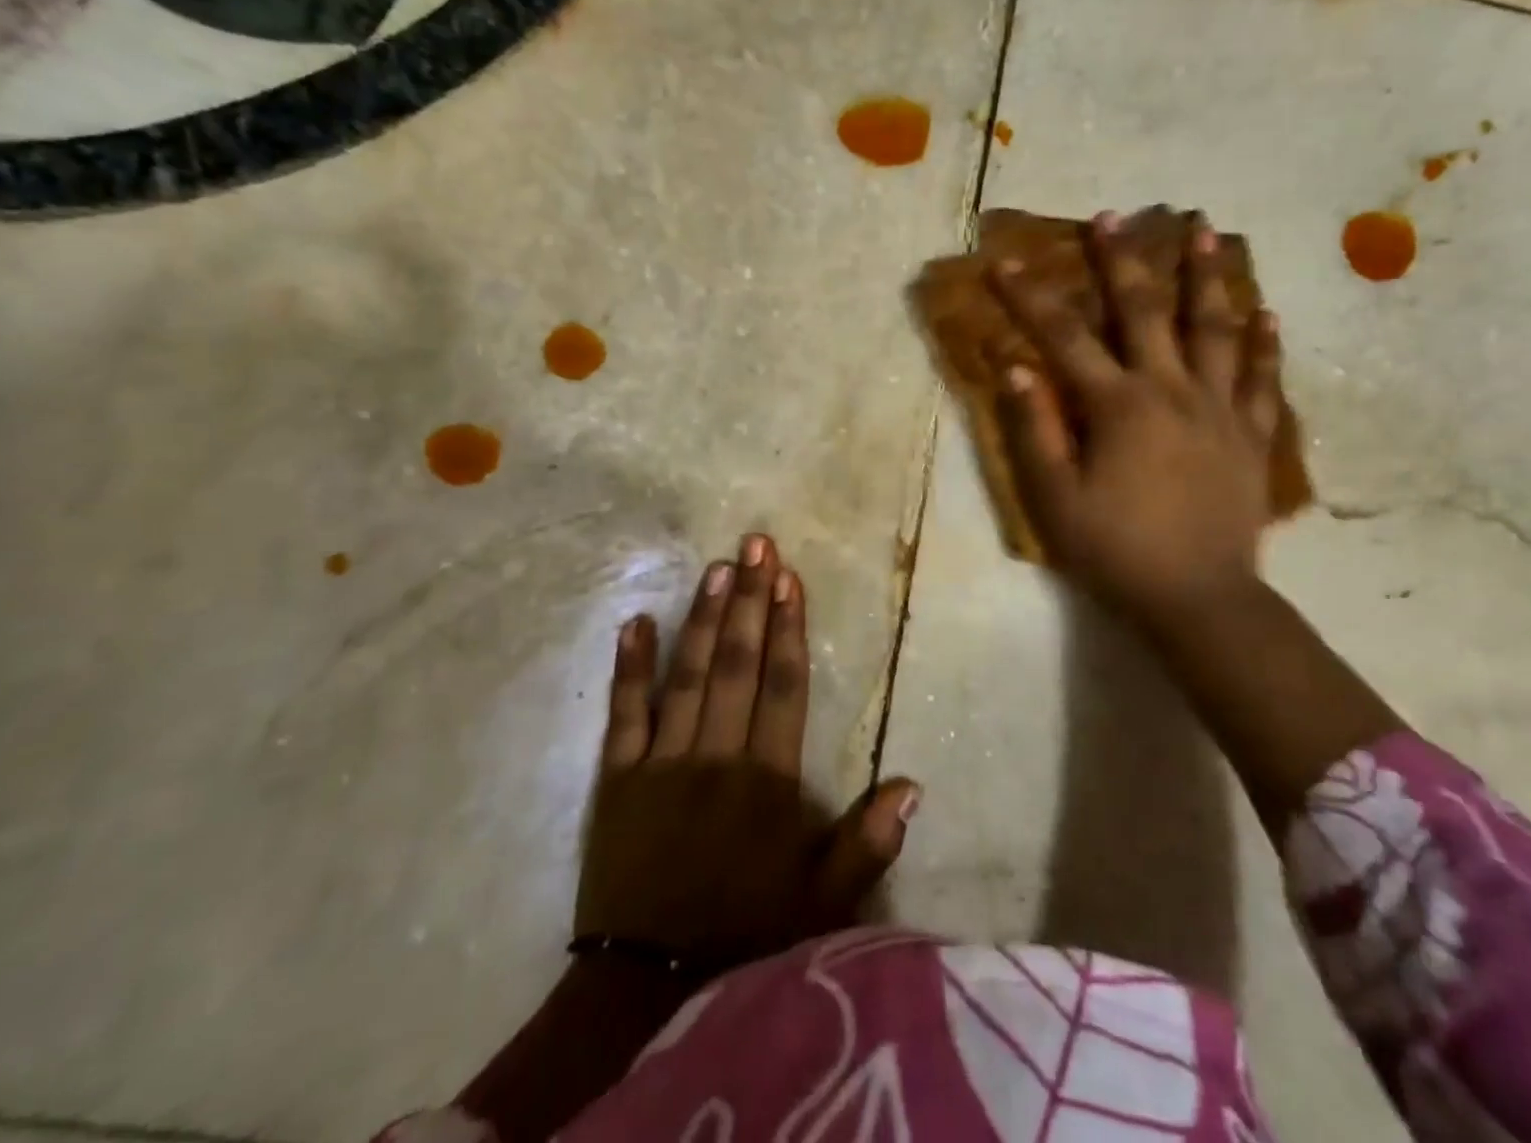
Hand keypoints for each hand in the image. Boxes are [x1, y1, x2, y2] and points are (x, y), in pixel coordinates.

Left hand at [577, 534, 917, 967]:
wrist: (645, 985)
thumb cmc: (744, 930)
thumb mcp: (820, 901)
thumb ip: (867, 843)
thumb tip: (912, 784)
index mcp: (767, 781)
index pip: (783, 687)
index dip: (788, 629)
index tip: (790, 579)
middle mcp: (716, 757)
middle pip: (737, 665)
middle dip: (750, 601)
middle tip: (756, 544)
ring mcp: (662, 763)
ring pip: (688, 676)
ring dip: (704, 619)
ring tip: (717, 567)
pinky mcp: (618, 779)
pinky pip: (624, 713)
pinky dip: (629, 666)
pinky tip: (635, 621)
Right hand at [990, 211, 1281, 644]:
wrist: (1200, 600)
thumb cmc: (1117, 552)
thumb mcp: (1056, 499)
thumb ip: (1034, 430)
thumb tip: (1015, 368)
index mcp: (1118, 407)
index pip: (1064, 338)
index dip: (1030, 298)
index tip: (1003, 262)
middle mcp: (1172, 391)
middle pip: (1145, 311)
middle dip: (1122, 260)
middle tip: (1113, 215)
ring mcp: (1221, 409)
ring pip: (1215, 329)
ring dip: (1207, 277)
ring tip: (1205, 230)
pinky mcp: (1253, 436)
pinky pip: (1263, 379)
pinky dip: (1265, 343)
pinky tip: (1267, 312)